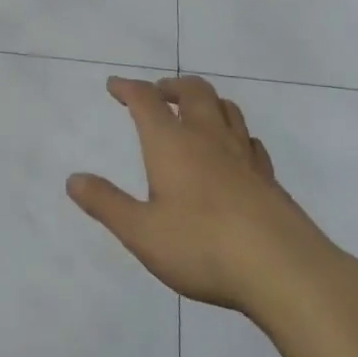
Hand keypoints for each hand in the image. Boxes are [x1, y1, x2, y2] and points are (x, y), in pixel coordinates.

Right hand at [68, 75, 350, 314]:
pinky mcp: (269, 179)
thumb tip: (73, 179)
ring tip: (195, 111)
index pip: (146, 101)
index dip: (128, 88)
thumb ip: (106, 204)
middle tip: (159, 92)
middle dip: (172, 86)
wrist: (284, 270)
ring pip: (227, 110)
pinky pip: (250, 141)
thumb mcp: (141, 232)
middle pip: (194, 92)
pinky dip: (236, 134)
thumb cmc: (202, 247)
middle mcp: (208, 139)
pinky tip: (235, 150)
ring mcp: (243, 157)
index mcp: (172, 145)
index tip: (114, 86)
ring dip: (207, 102)